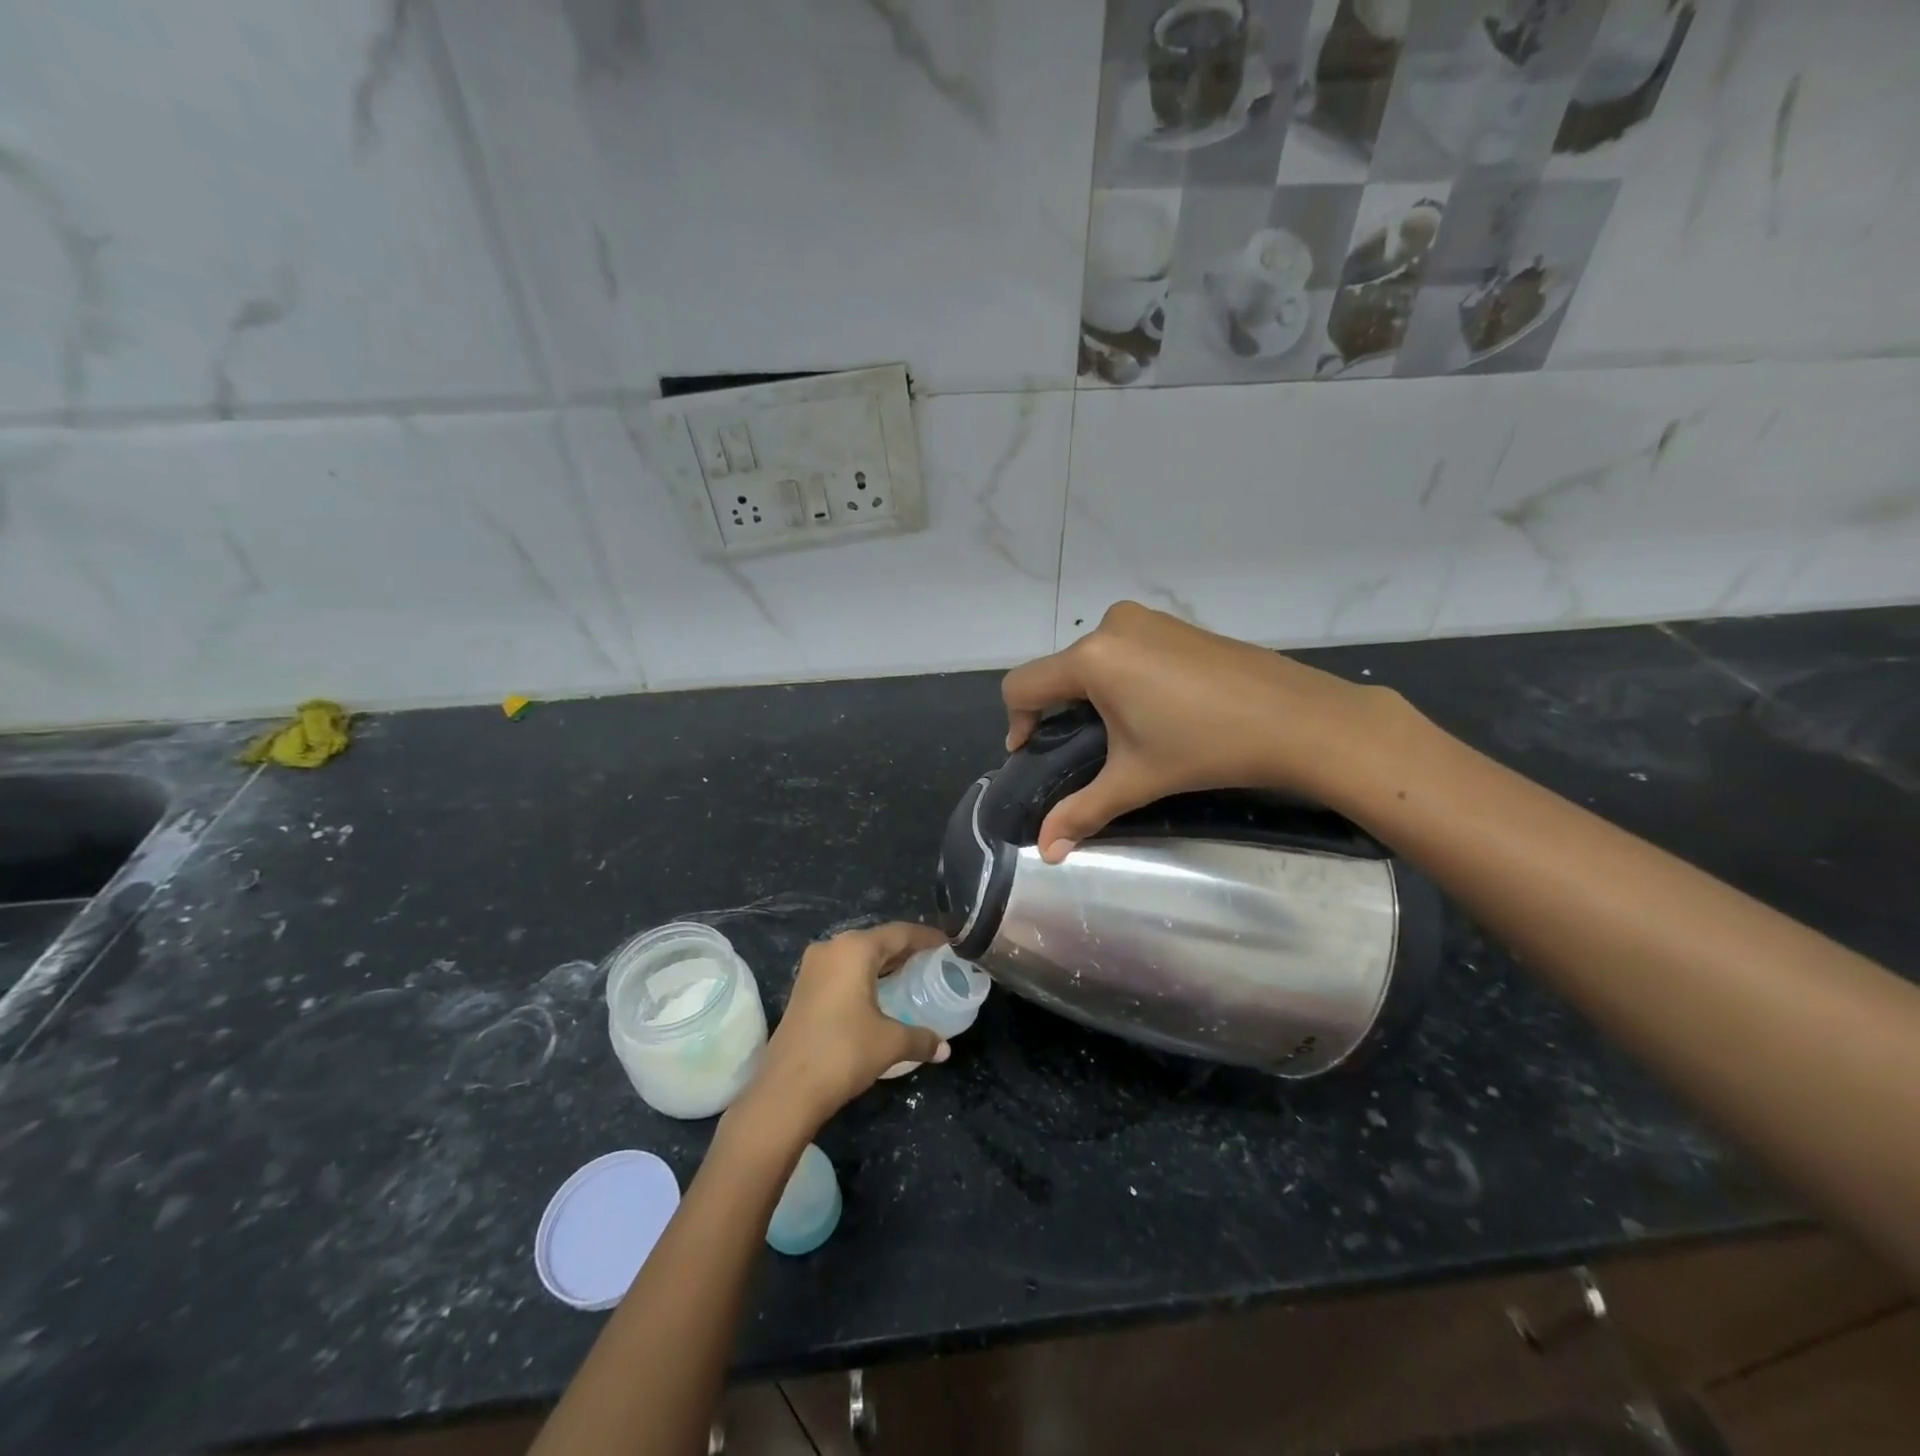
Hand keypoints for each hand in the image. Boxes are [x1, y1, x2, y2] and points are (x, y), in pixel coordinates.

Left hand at [740, 923, 950, 1137]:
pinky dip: (865, 976)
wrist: (786, 1090)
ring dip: (884, 964)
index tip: (949, 944)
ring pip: (858, 956)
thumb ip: (921, 1038)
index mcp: (855, 949)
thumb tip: (944, 1048)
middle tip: (934, 962)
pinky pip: (843, 971)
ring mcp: (813, 968)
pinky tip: (881, 994)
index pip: (900, 933)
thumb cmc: (843, 1052)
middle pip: (878, 941)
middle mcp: (832, 948)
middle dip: (906, 950)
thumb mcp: (890, 1043)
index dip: (927, 937)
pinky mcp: (804, 988)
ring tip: (912, 976)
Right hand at [1002, 601, 1397, 861]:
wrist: (1298, 719)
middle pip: (1058, 672)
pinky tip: (1154, 710)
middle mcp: (1111, 627)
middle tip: (1081, 752)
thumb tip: (1045, 852)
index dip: (1017, 723)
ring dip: (1091, 695)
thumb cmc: (1207, 747)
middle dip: (1059, 712)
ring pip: (1092, 659)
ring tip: (1121, 734)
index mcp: (1092, 658)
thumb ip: (1082, 811)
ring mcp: (1147, 620)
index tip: (1032, 754)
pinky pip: (1125, 649)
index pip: (1023, 685)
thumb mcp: (1136, 780)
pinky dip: (1121, 678)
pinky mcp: (1174, 624)